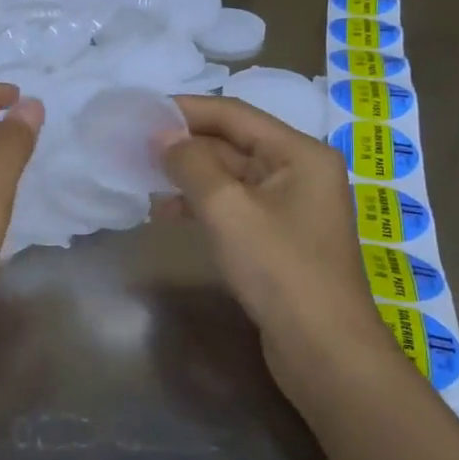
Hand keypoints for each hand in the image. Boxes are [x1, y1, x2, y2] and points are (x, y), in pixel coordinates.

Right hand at [155, 95, 384, 391]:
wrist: (323, 349)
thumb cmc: (279, 269)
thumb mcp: (228, 209)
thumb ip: (191, 164)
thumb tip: (161, 136)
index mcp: (300, 153)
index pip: (235, 115)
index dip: (186, 110)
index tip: (142, 112)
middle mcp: (300, 171)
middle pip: (234, 144)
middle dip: (185, 145)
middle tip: (135, 147)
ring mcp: (292, 207)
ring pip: (231, 177)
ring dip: (189, 177)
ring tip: (144, 181)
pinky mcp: (280, 238)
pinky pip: (236, 206)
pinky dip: (203, 205)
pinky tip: (169, 214)